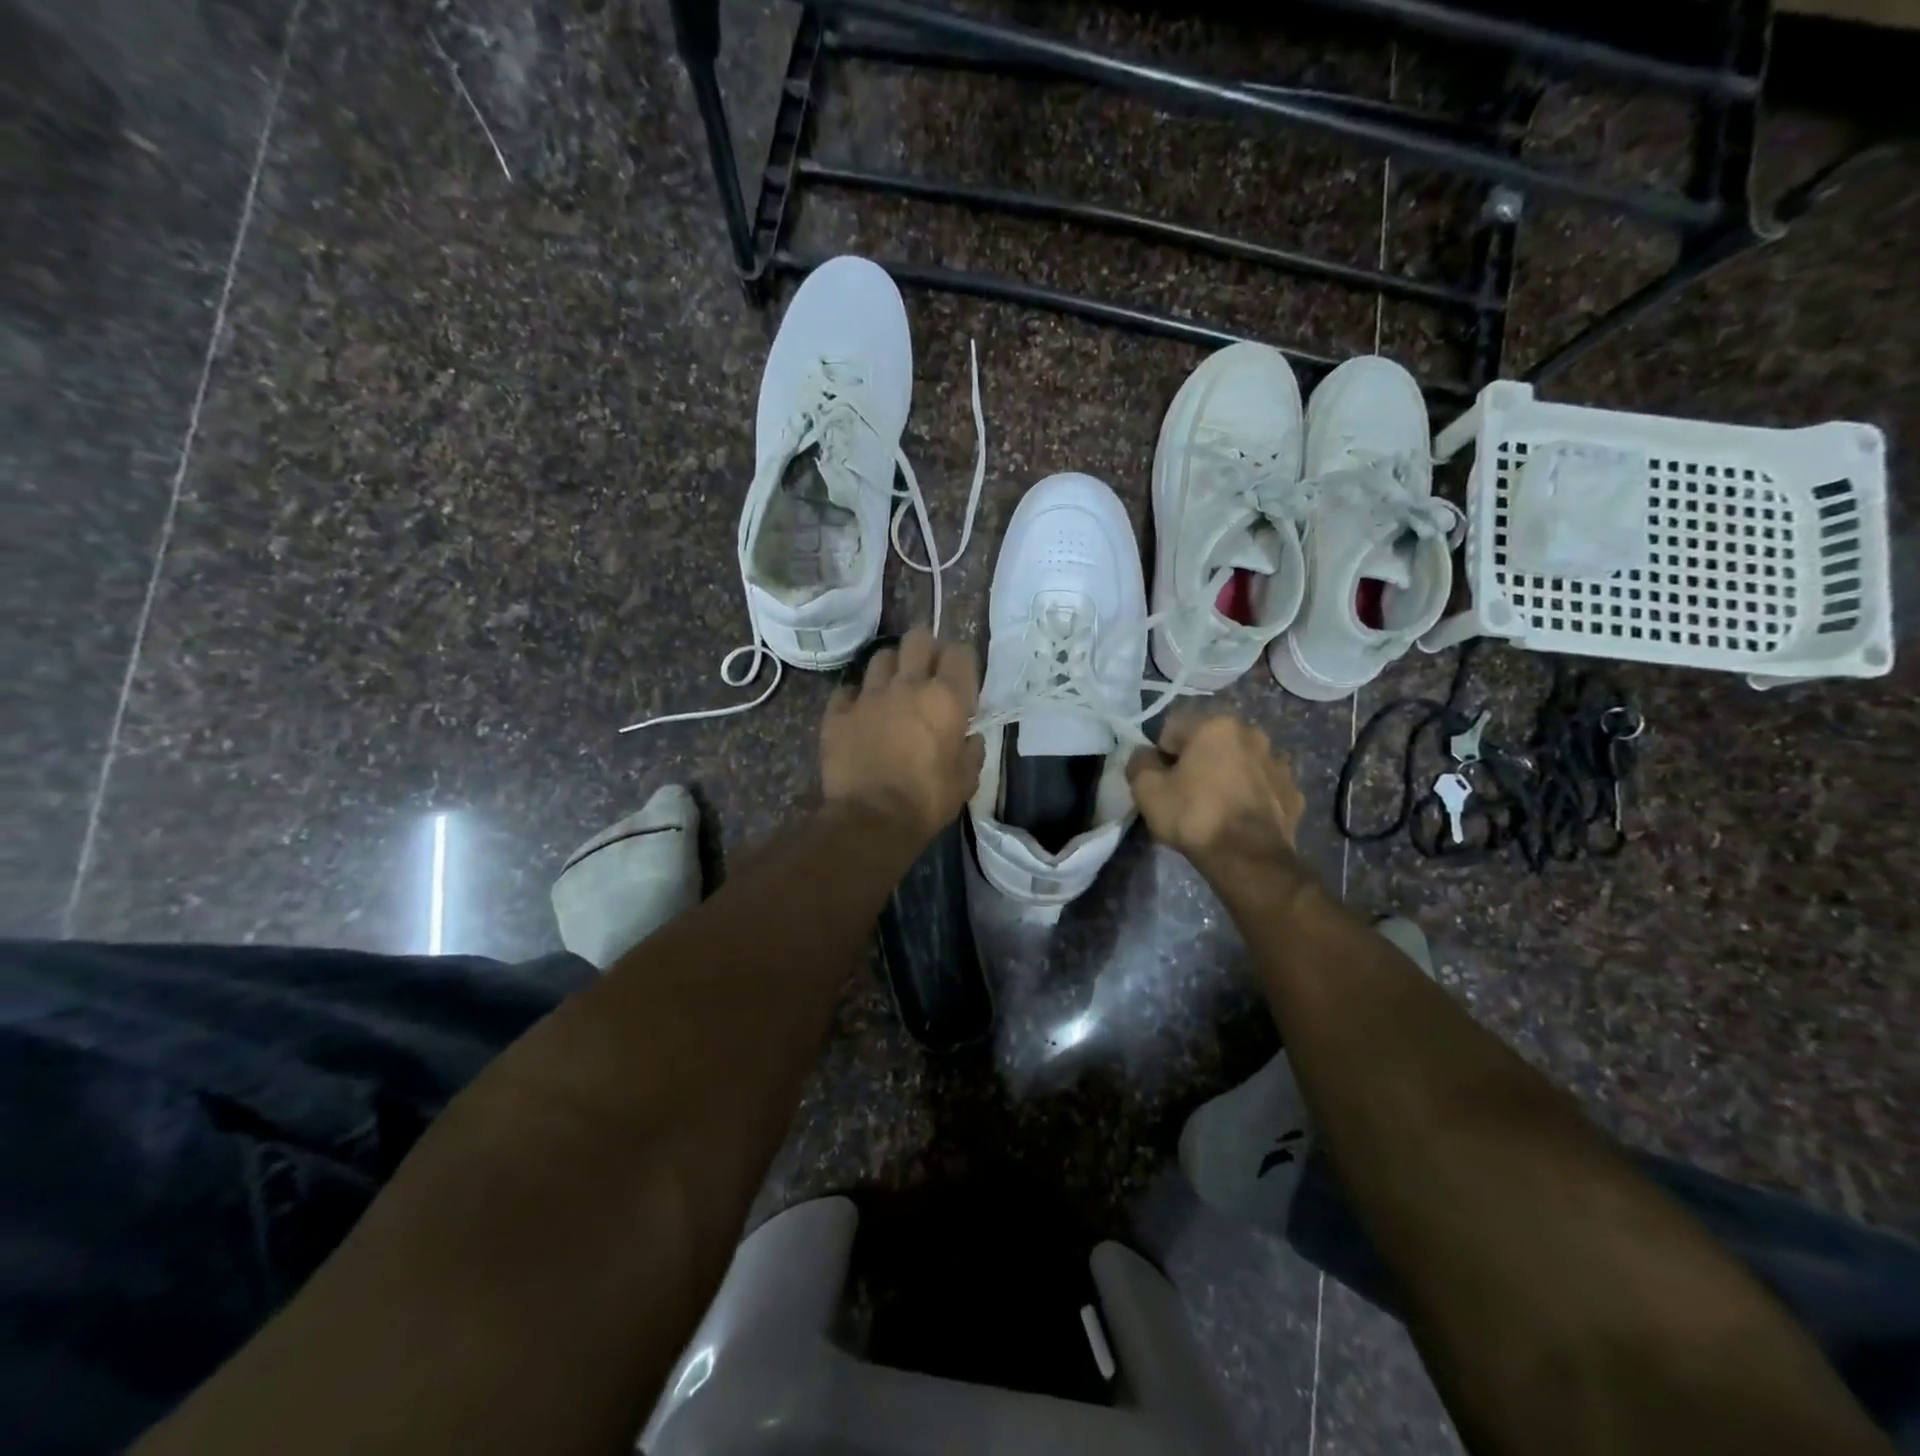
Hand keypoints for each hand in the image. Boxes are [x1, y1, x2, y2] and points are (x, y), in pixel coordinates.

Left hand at [821, 626, 984, 844]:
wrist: (871, 820)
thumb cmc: (927, 801)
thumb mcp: (966, 780)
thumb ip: (971, 750)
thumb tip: (970, 737)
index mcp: (946, 698)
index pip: (960, 653)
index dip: (962, 661)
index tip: (961, 678)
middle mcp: (908, 685)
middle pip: (918, 639)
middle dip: (925, 648)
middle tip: (927, 669)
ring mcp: (868, 695)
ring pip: (881, 657)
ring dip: (891, 666)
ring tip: (893, 685)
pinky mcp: (838, 712)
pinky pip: (848, 689)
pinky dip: (857, 695)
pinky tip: (861, 710)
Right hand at [1126, 710, 1306, 882]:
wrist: (1249, 859)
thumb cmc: (1194, 817)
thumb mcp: (1147, 790)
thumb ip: (1139, 763)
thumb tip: (1144, 755)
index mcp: (1216, 725)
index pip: (1173, 730)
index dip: (1160, 756)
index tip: (1160, 782)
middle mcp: (1252, 734)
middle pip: (1210, 743)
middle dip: (1197, 761)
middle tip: (1186, 794)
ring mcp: (1278, 763)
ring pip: (1240, 762)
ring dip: (1227, 775)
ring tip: (1216, 808)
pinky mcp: (1293, 791)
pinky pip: (1263, 786)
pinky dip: (1251, 796)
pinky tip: (1241, 818)